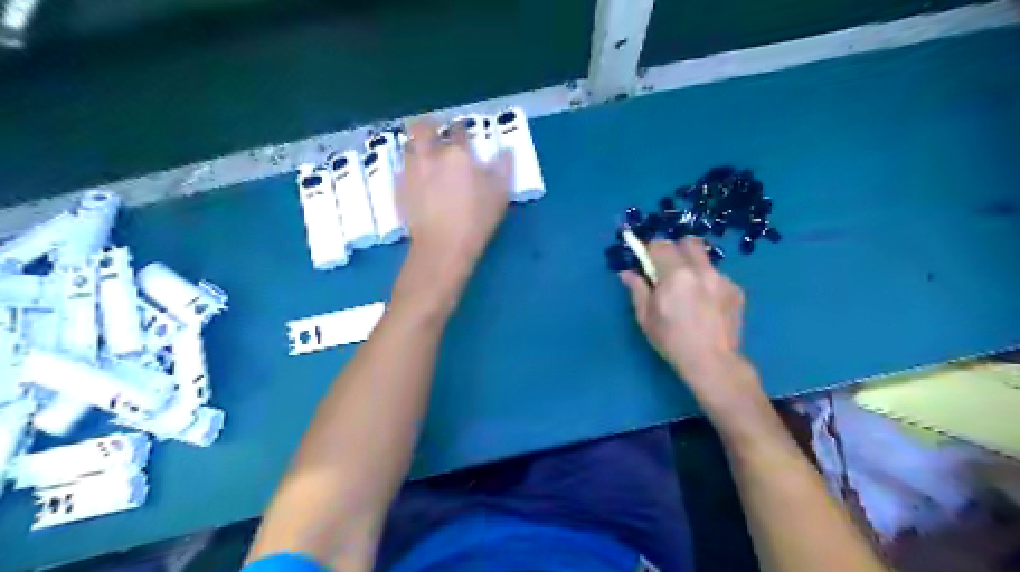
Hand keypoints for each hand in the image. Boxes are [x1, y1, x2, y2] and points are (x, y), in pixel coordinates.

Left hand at [395, 116, 508, 267]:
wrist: (443, 246)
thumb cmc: (476, 220)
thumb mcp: (500, 195)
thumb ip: (503, 168)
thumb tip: (506, 151)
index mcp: (458, 154)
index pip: (457, 129)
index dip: (460, 129)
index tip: (462, 135)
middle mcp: (430, 155)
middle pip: (422, 127)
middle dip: (428, 127)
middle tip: (435, 136)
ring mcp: (411, 171)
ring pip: (408, 146)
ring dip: (416, 147)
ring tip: (424, 159)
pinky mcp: (398, 188)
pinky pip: (401, 171)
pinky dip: (408, 172)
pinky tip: (416, 183)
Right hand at [618, 236, 760, 414]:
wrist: (712, 362)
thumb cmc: (672, 341)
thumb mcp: (646, 317)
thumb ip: (637, 290)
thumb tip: (627, 273)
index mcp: (675, 275)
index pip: (661, 244)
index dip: (651, 250)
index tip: (648, 262)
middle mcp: (701, 270)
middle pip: (688, 241)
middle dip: (676, 250)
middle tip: (669, 269)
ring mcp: (722, 278)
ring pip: (705, 259)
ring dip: (693, 266)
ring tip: (690, 290)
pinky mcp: (736, 290)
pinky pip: (718, 276)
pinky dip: (708, 283)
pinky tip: (707, 304)